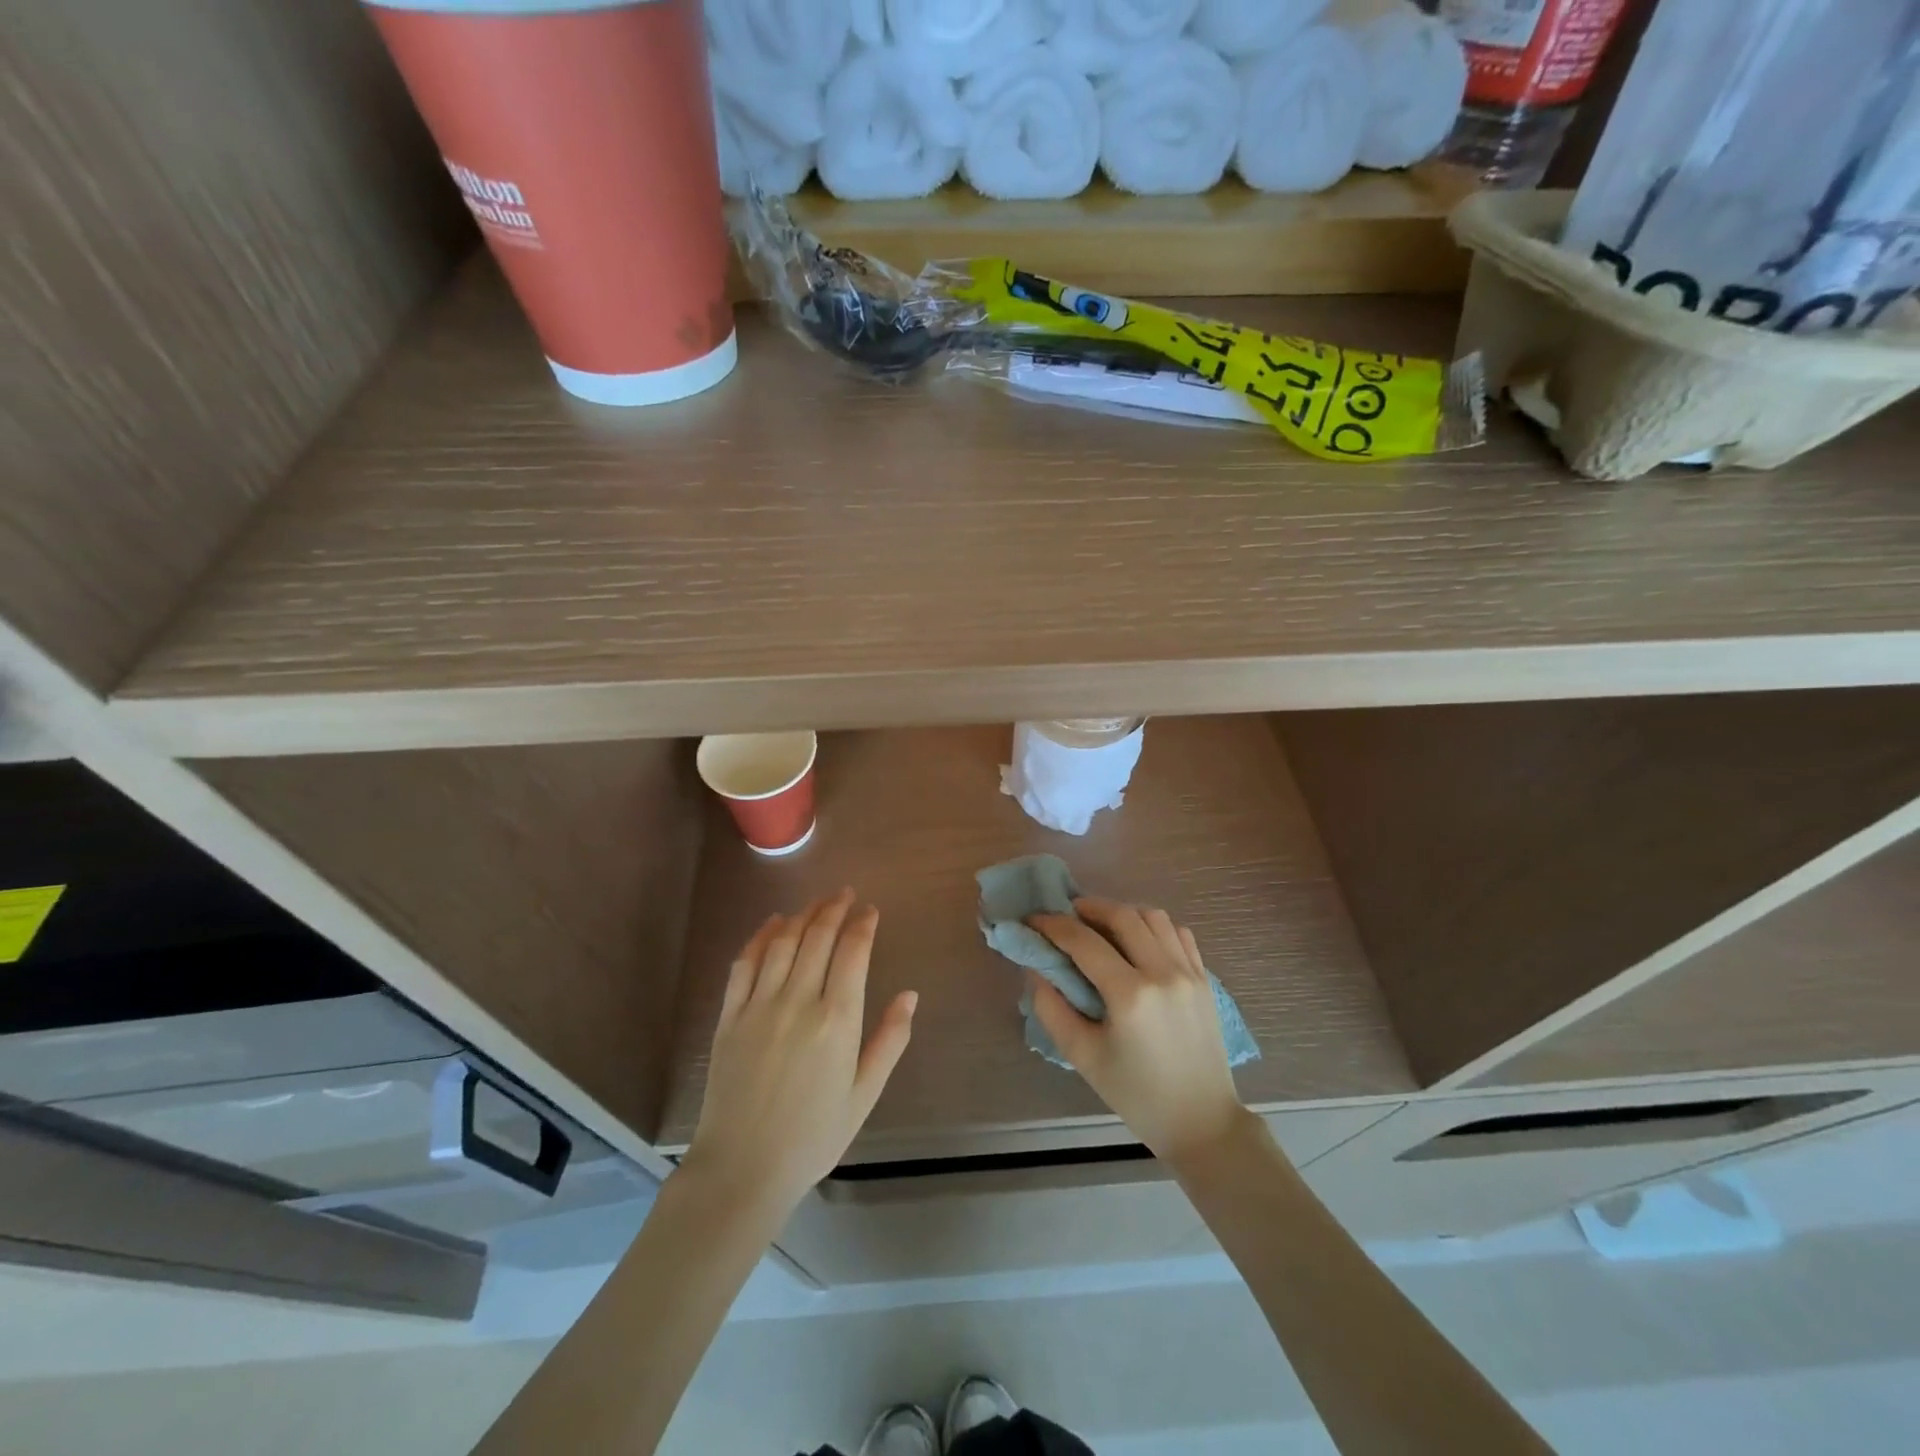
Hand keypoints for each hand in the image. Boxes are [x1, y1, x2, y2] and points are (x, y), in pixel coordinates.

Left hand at [682, 890, 915, 1218]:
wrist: (743, 1168)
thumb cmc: (813, 1136)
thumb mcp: (864, 1095)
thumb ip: (889, 1041)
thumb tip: (910, 995)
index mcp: (837, 1019)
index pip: (853, 952)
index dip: (863, 924)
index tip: (870, 910)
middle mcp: (799, 1000)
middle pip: (818, 937)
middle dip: (834, 909)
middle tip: (845, 894)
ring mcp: (760, 1004)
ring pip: (784, 942)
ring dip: (802, 915)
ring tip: (816, 903)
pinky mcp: (730, 1015)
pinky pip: (745, 963)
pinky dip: (761, 936)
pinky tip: (772, 924)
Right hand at [1028, 898, 1247, 1166]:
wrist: (1201, 1122)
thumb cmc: (1136, 1095)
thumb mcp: (1082, 1056)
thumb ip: (1051, 1007)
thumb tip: (1035, 967)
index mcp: (1130, 995)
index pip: (1084, 941)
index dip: (1052, 925)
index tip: (1032, 921)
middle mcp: (1163, 972)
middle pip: (1122, 915)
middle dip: (1088, 907)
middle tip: (1066, 916)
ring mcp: (1189, 972)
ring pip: (1153, 916)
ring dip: (1122, 912)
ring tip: (1101, 926)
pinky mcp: (1204, 979)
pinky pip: (1178, 933)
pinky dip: (1153, 926)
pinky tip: (1138, 941)